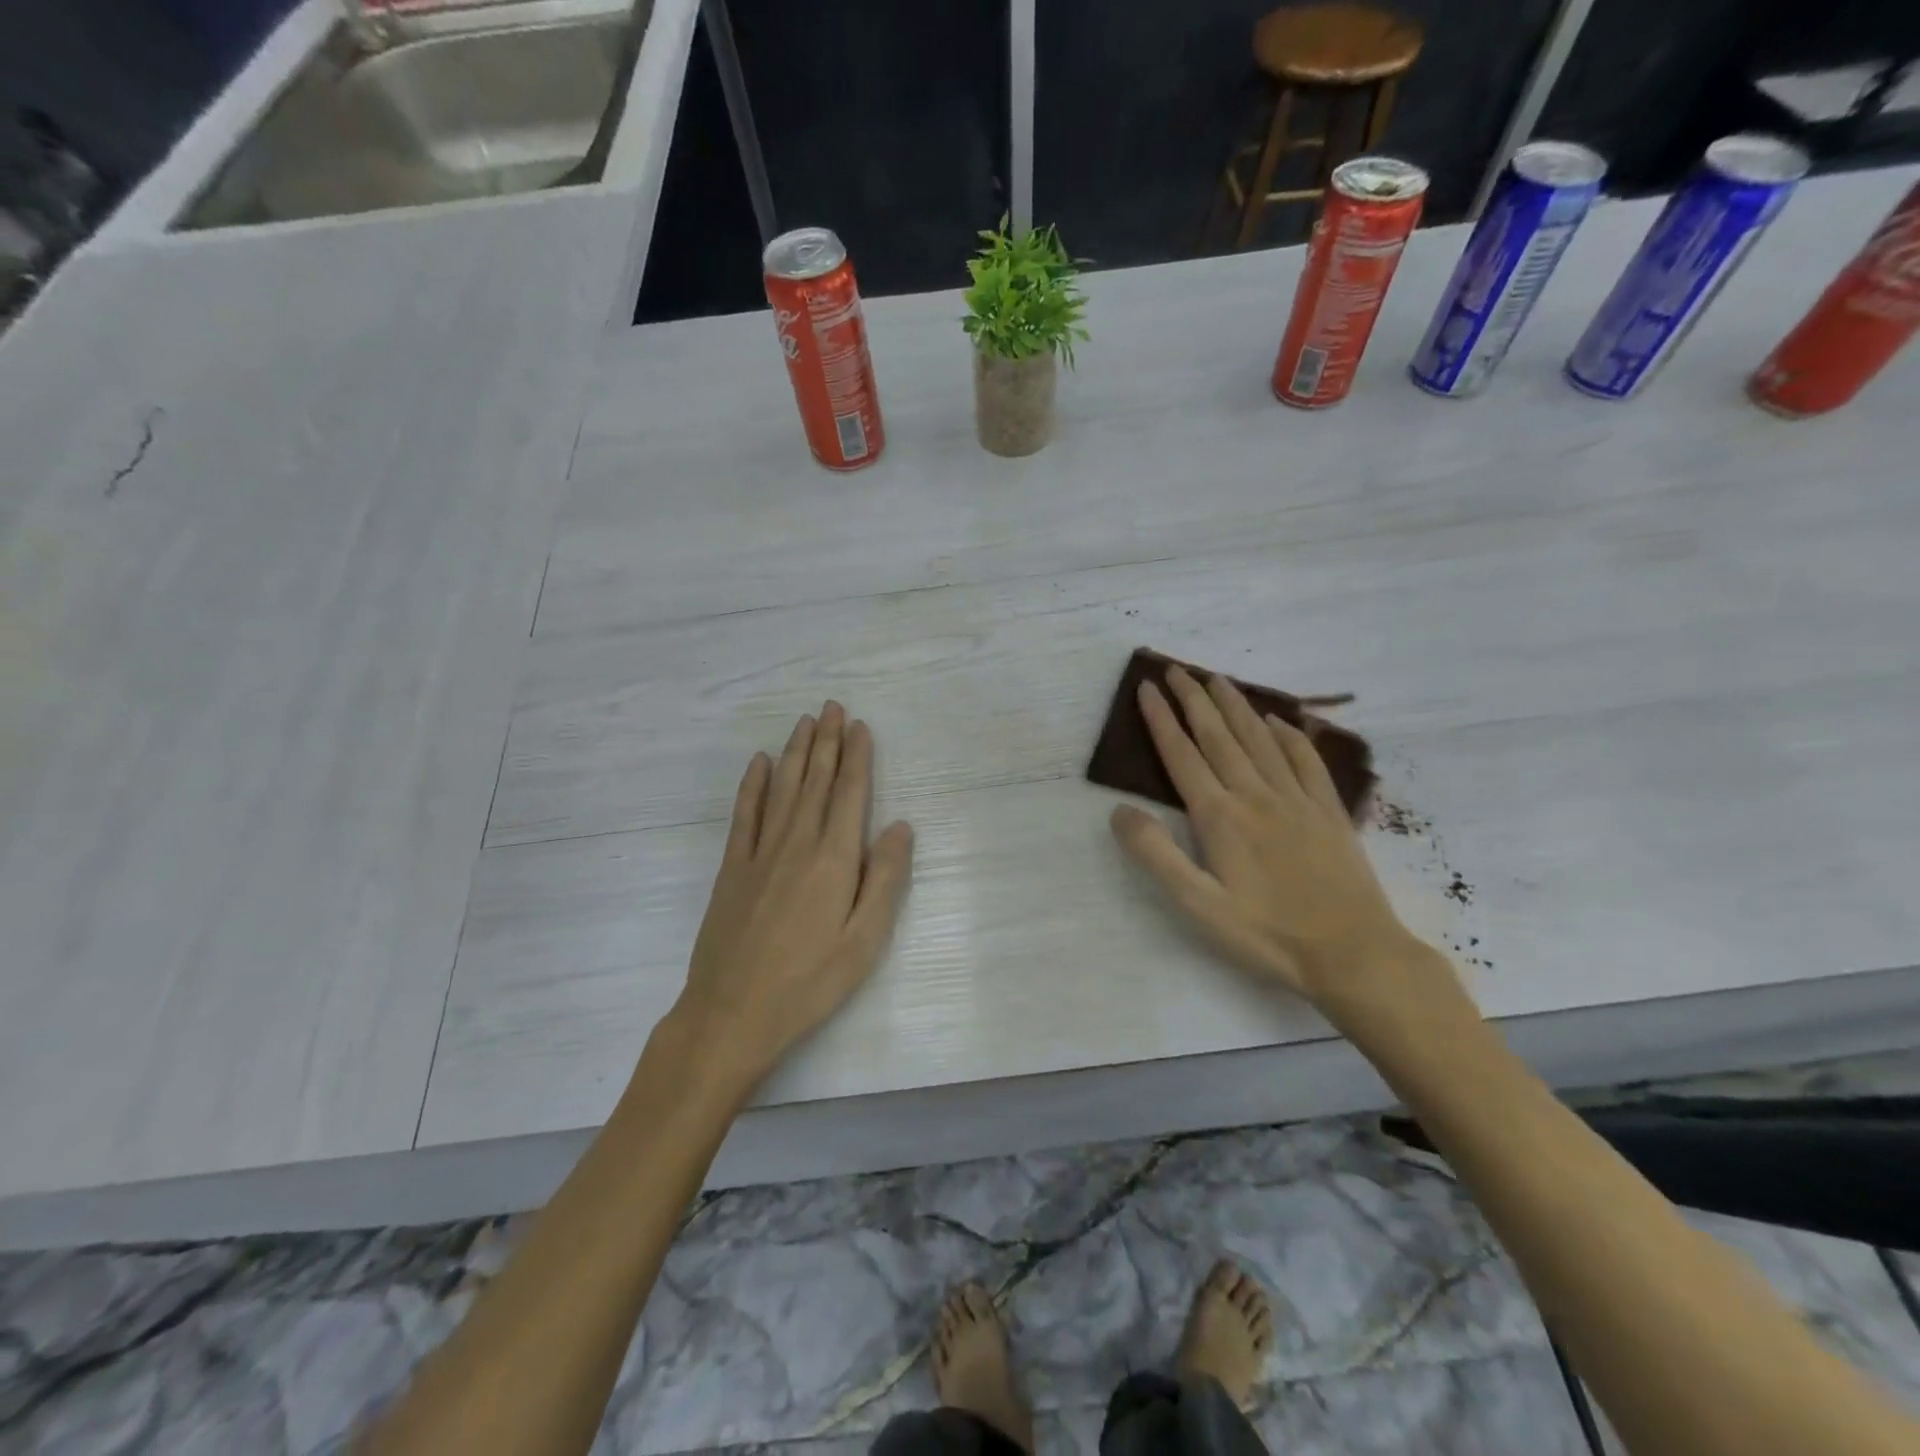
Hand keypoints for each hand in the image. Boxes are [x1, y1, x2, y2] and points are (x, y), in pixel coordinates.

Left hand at [673, 702, 913, 1086]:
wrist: (732, 1013)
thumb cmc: (809, 982)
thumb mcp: (864, 941)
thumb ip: (884, 879)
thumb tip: (900, 827)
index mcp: (833, 860)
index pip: (850, 794)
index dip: (857, 758)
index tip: (861, 726)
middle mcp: (797, 843)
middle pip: (816, 781)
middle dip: (828, 741)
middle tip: (833, 707)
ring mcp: (759, 853)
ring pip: (783, 788)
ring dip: (796, 752)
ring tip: (806, 722)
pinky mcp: (732, 868)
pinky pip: (744, 814)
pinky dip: (753, 785)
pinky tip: (760, 764)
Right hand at [1109, 666, 1459, 1024]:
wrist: (1352, 952)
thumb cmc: (1267, 934)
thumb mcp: (1198, 905)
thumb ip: (1156, 855)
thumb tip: (1119, 811)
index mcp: (1220, 816)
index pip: (1182, 755)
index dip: (1161, 720)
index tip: (1147, 688)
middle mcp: (1255, 794)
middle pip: (1218, 736)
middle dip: (1193, 699)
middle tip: (1176, 669)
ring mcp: (1296, 799)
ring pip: (1259, 739)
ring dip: (1235, 705)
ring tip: (1216, 679)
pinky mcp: (1328, 811)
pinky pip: (1305, 759)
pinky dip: (1289, 734)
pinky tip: (1278, 721)